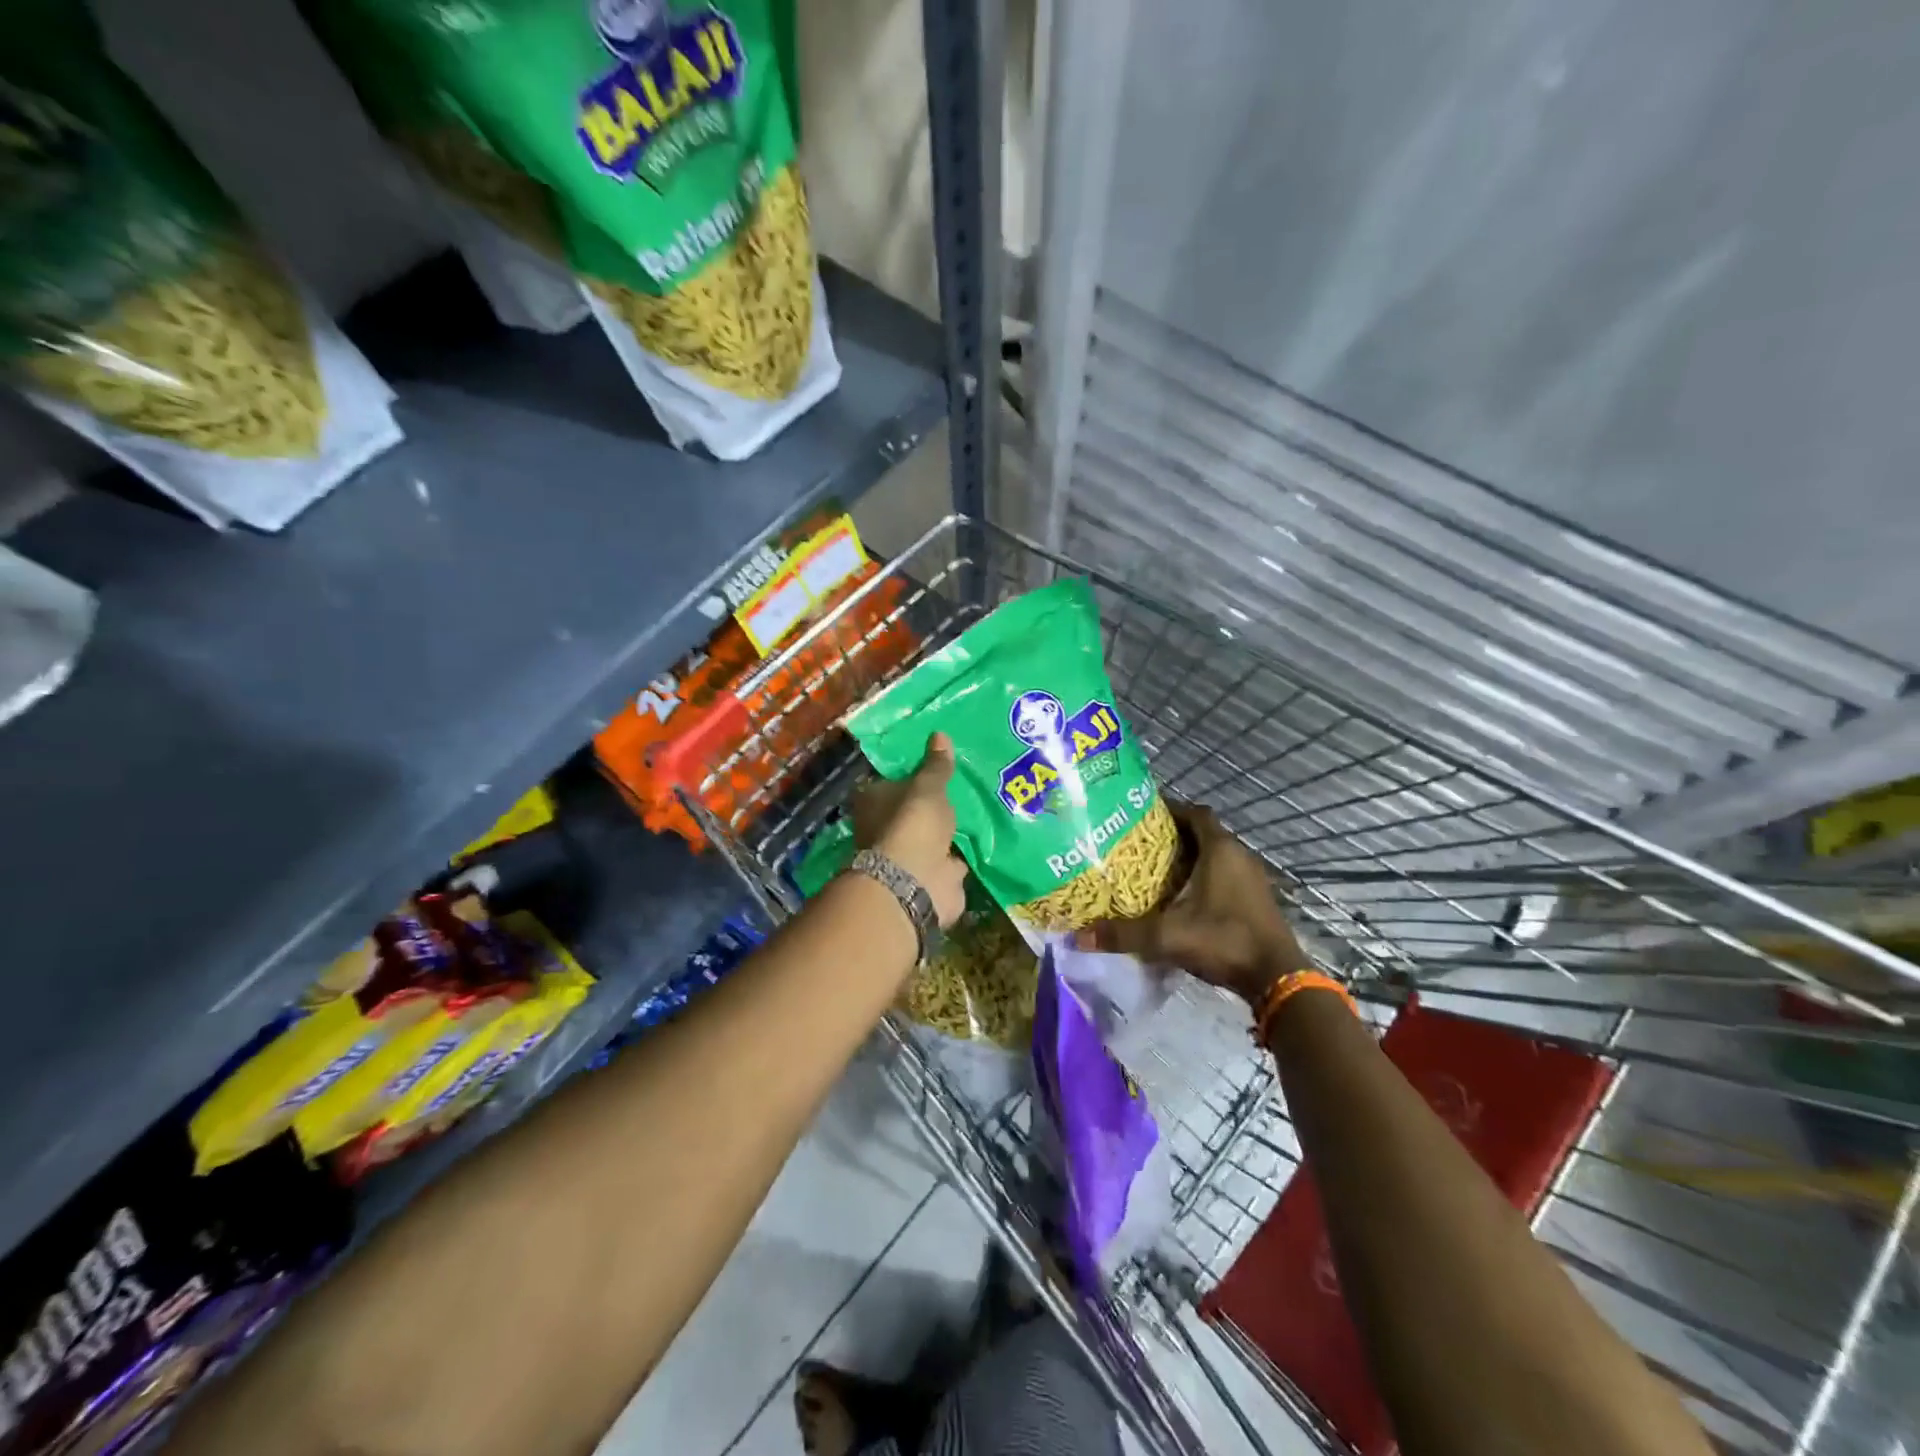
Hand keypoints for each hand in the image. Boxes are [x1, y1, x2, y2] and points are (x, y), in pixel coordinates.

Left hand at [851, 732, 967, 927]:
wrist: (916, 882)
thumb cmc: (913, 824)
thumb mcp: (928, 787)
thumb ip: (936, 765)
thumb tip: (939, 733)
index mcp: (874, 801)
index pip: (889, 782)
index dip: (908, 775)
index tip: (932, 766)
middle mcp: (886, 828)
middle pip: (910, 811)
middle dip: (930, 806)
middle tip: (960, 788)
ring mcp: (908, 856)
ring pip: (931, 838)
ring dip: (948, 832)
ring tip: (976, 811)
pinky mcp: (931, 878)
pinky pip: (950, 861)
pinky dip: (962, 856)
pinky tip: (982, 842)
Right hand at [1076, 803, 1306, 1005]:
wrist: (1276, 978)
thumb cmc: (1223, 940)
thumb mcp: (1167, 936)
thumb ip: (1123, 934)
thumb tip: (1078, 937)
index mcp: (1220, 850)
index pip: (1195, 813)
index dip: (1171, 810)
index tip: (1143, 816)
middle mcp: (1239, 856)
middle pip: (1204, 833)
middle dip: (1174, 836)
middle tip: (1140, 844)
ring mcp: (1252, 879)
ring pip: (1216, 856)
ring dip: (1190, 858)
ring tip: (1156, 870)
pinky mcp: (1257, 900)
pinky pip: (1226, 876)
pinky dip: (1204, 878)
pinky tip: (1182, 897)